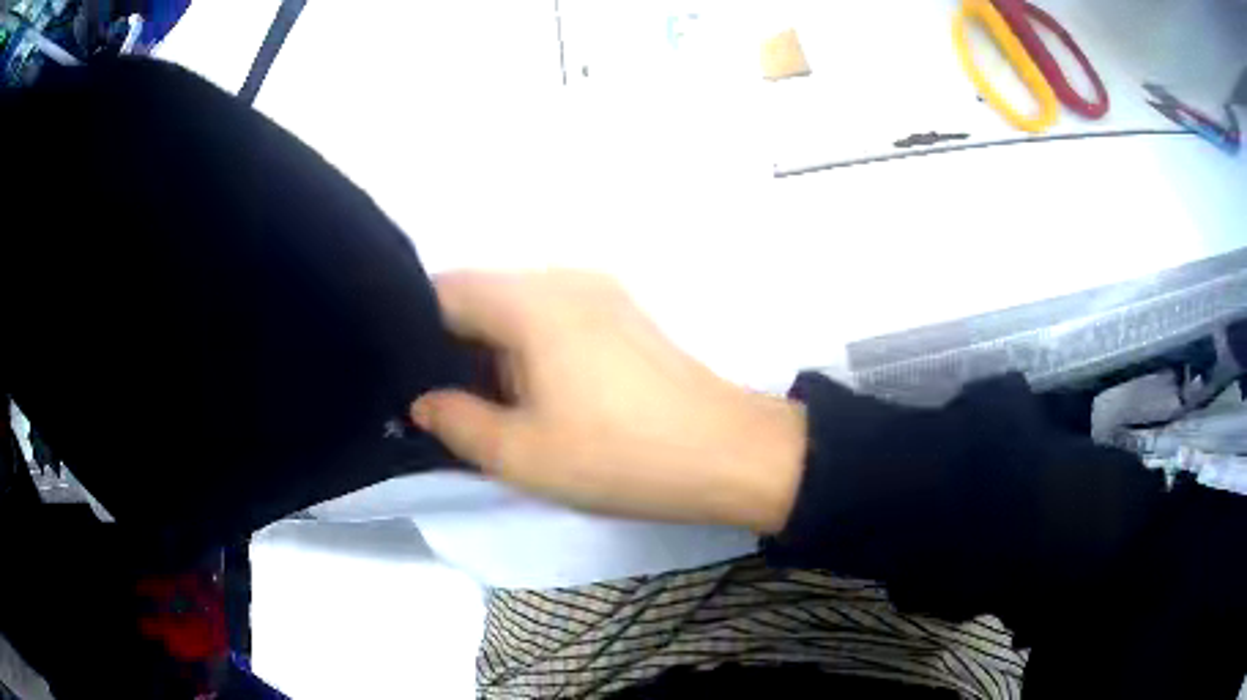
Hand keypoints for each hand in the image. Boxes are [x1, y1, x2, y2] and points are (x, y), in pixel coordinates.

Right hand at [410, 270, 805, 533]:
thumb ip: (456, 421)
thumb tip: (423, 400)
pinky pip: (552, 316)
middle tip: (436, 397)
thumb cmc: (618, 456)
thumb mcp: (520, 454)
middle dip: (451, 342)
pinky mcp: (623, 314)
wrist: (728, 454)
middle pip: (482, 295)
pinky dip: (526, 346)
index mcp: (531, 301)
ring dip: (491, 347)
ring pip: (517, 307)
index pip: (445, 290)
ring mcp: (600, 291)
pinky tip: (530, 391)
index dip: (412, 328)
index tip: (401, 373)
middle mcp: (563, 278)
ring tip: (480, 400)